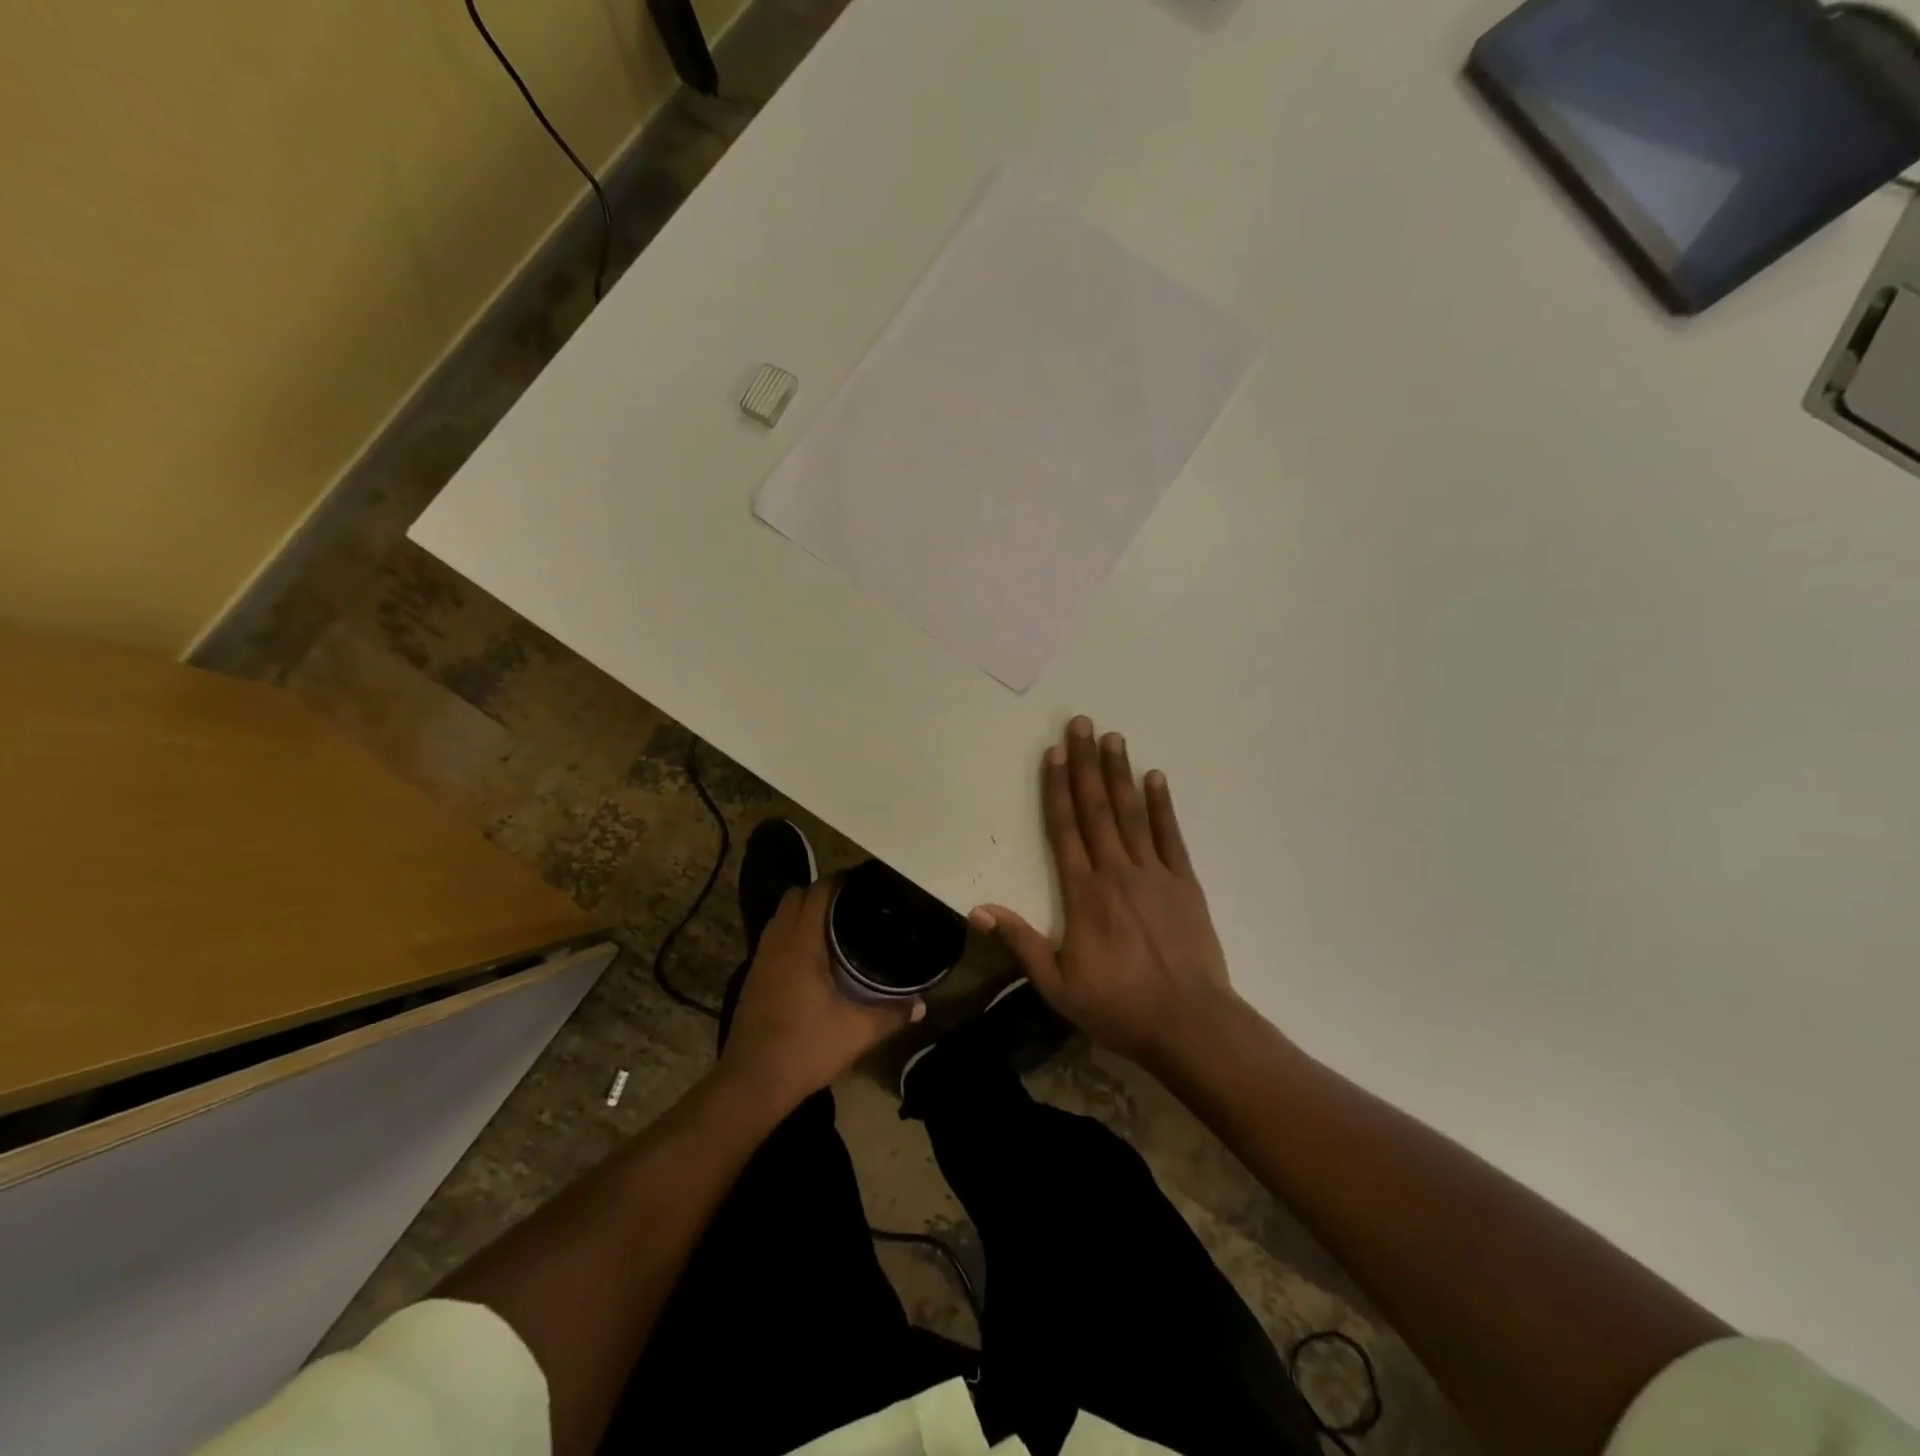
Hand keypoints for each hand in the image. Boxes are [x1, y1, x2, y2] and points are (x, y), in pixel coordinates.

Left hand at [717, 879, 922, 1109]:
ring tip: (837, 925)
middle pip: (797, 895)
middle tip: (855, 905)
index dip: (842, 882)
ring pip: (782, 915)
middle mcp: (777, 941)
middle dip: (823, 893)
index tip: (867, 885)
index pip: (818, 891)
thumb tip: (921, 1005)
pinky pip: (775, 936)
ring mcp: (761, 958)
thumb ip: (892, 1014)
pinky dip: (793, 933)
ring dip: (805, 912)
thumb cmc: (805, 1048)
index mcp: (801, 943)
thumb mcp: (858, 1032)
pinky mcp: (753, 976)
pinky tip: (814, 955)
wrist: (752, 1083)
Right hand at [972, 717, 1241, 1072]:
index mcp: (1083, 893)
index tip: (1053, 753)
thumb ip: (1021, 943)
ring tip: (1113, 737)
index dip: (1056, 789)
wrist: (1190, 1023)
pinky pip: (1169, 835)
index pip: (1064, 829)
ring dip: (1120, 773)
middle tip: (1081, 724)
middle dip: (1086, 764)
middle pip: (1096, 808)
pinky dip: (1161, 805)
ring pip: (1131, 814)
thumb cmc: (1119, 1007)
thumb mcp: (1057, 986)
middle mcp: (1116, 872)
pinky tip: (1156, 777)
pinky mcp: (1184, 882)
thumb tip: (978, 910)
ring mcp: (1154, 873)